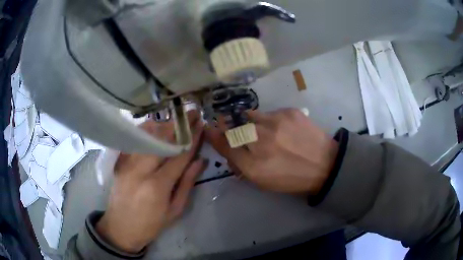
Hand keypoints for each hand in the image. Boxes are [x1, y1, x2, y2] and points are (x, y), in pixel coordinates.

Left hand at [96, 112, 207, 252]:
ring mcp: (127, 163)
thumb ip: (186, 183)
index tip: (202, 124)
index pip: (179, 156)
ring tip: (177, 118)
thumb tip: (200, 161)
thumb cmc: (151, 224)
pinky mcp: (120, 162)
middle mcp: (140, 170)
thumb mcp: (174, 210)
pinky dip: (146, 130)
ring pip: (147, 136)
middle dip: (179, 125)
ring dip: (164, 124)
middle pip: (162, 140)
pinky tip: (155, 126)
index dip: (192, 139)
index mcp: (157, 186)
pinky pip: (135, 140)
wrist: (120, 227)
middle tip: (192, 113)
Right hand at [206, 109, 337, 193]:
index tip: (208, 127)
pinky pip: (269, 112)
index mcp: (253, 165)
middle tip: (237, 130)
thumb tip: (228, 148)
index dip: (213, 134)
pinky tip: (281, 129)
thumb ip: (241, 165)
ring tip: (263, 130)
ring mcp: (275, 123)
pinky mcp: (289, 112)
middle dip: (229, 126)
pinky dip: (270, 120)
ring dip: (250, 122)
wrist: (325, 165)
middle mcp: (260, 142)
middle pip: (234, 127)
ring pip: (250, 116)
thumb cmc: (292, 178)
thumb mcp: (263, 181)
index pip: (224, 144)